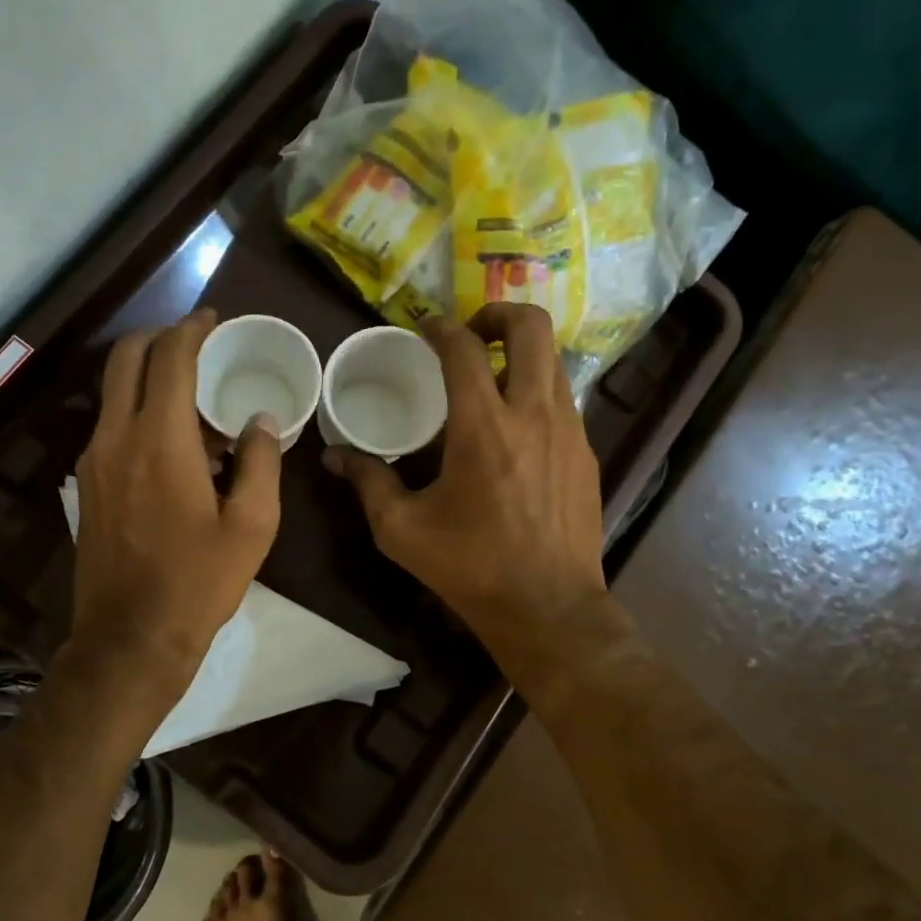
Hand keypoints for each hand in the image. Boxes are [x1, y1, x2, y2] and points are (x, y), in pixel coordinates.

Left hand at [71, 309, 281, 689]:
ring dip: (149, 379)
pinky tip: (174, 445)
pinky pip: (112, 427)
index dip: (191, 329)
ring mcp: (94, 462)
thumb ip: (262, 463)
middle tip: (196, 344)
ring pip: (114, 392)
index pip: (169, 358)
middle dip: (160, 338)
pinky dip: (139, 413)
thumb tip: (261, 421)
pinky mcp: (87, 486)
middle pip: (125, 359)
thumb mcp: (252, 526)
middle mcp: (116, 438)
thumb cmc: (198, 582)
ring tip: (196, 402)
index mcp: (159, 441)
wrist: (131, 638)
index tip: (212, 320)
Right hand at [322, 303, 609, 664]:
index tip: (424, 328)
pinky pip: (564, 399)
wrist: (548, 606)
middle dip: (498, 314)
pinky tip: (516, 429)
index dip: (440, 327)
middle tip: (472, 334)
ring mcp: (569, 431)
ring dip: (521, 354)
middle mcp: (533, 413)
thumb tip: (333, 456)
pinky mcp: (586, 453)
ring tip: (492, 378)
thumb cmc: (470, 566)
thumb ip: (368, 482)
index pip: (463, 348)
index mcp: (483, 426)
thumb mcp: (402, 529)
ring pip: (553, 361)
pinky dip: (538, 392)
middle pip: (531, 327)